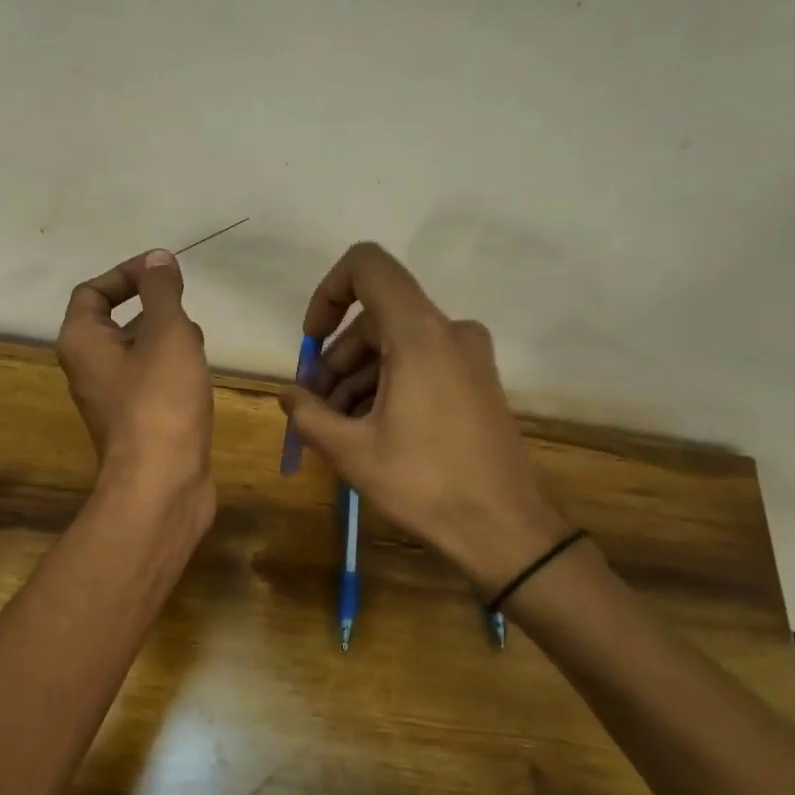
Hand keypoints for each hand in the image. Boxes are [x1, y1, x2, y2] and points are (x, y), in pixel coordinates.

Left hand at [57, 249, 214, 518]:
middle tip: (186, 307)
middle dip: (153, 308)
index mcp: (82, 342)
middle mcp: (89, 369)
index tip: (164, 272)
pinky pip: (151, 382)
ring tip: (199, 340)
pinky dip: (173, 370)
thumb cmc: (160, 400)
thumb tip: (158, 259)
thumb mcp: (166, 332)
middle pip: (115, 322)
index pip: (92, 291)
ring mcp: (113, 399)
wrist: (162, 483)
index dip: (126, 274)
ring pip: (138, 353)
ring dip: (167, 339)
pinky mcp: (137, 423)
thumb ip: (162, 291)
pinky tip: (200, 374)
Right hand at [284, 243, 568, 591]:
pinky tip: (369, 429)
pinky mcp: (477, 381)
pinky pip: (421, 363)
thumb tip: (290, 395)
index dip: (328, 293)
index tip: (311, 342)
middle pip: (376, 318)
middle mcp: (450, 331)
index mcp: (420, 333)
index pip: (367, 266)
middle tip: (314, 408)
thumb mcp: (352, 451)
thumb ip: (309, 414)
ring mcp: (469, 356)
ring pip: (397, 344)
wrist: (504, 528)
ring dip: (359, 377)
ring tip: (336, 427)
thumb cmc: (425, 483)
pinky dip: (389, 384)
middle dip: (336, 359)